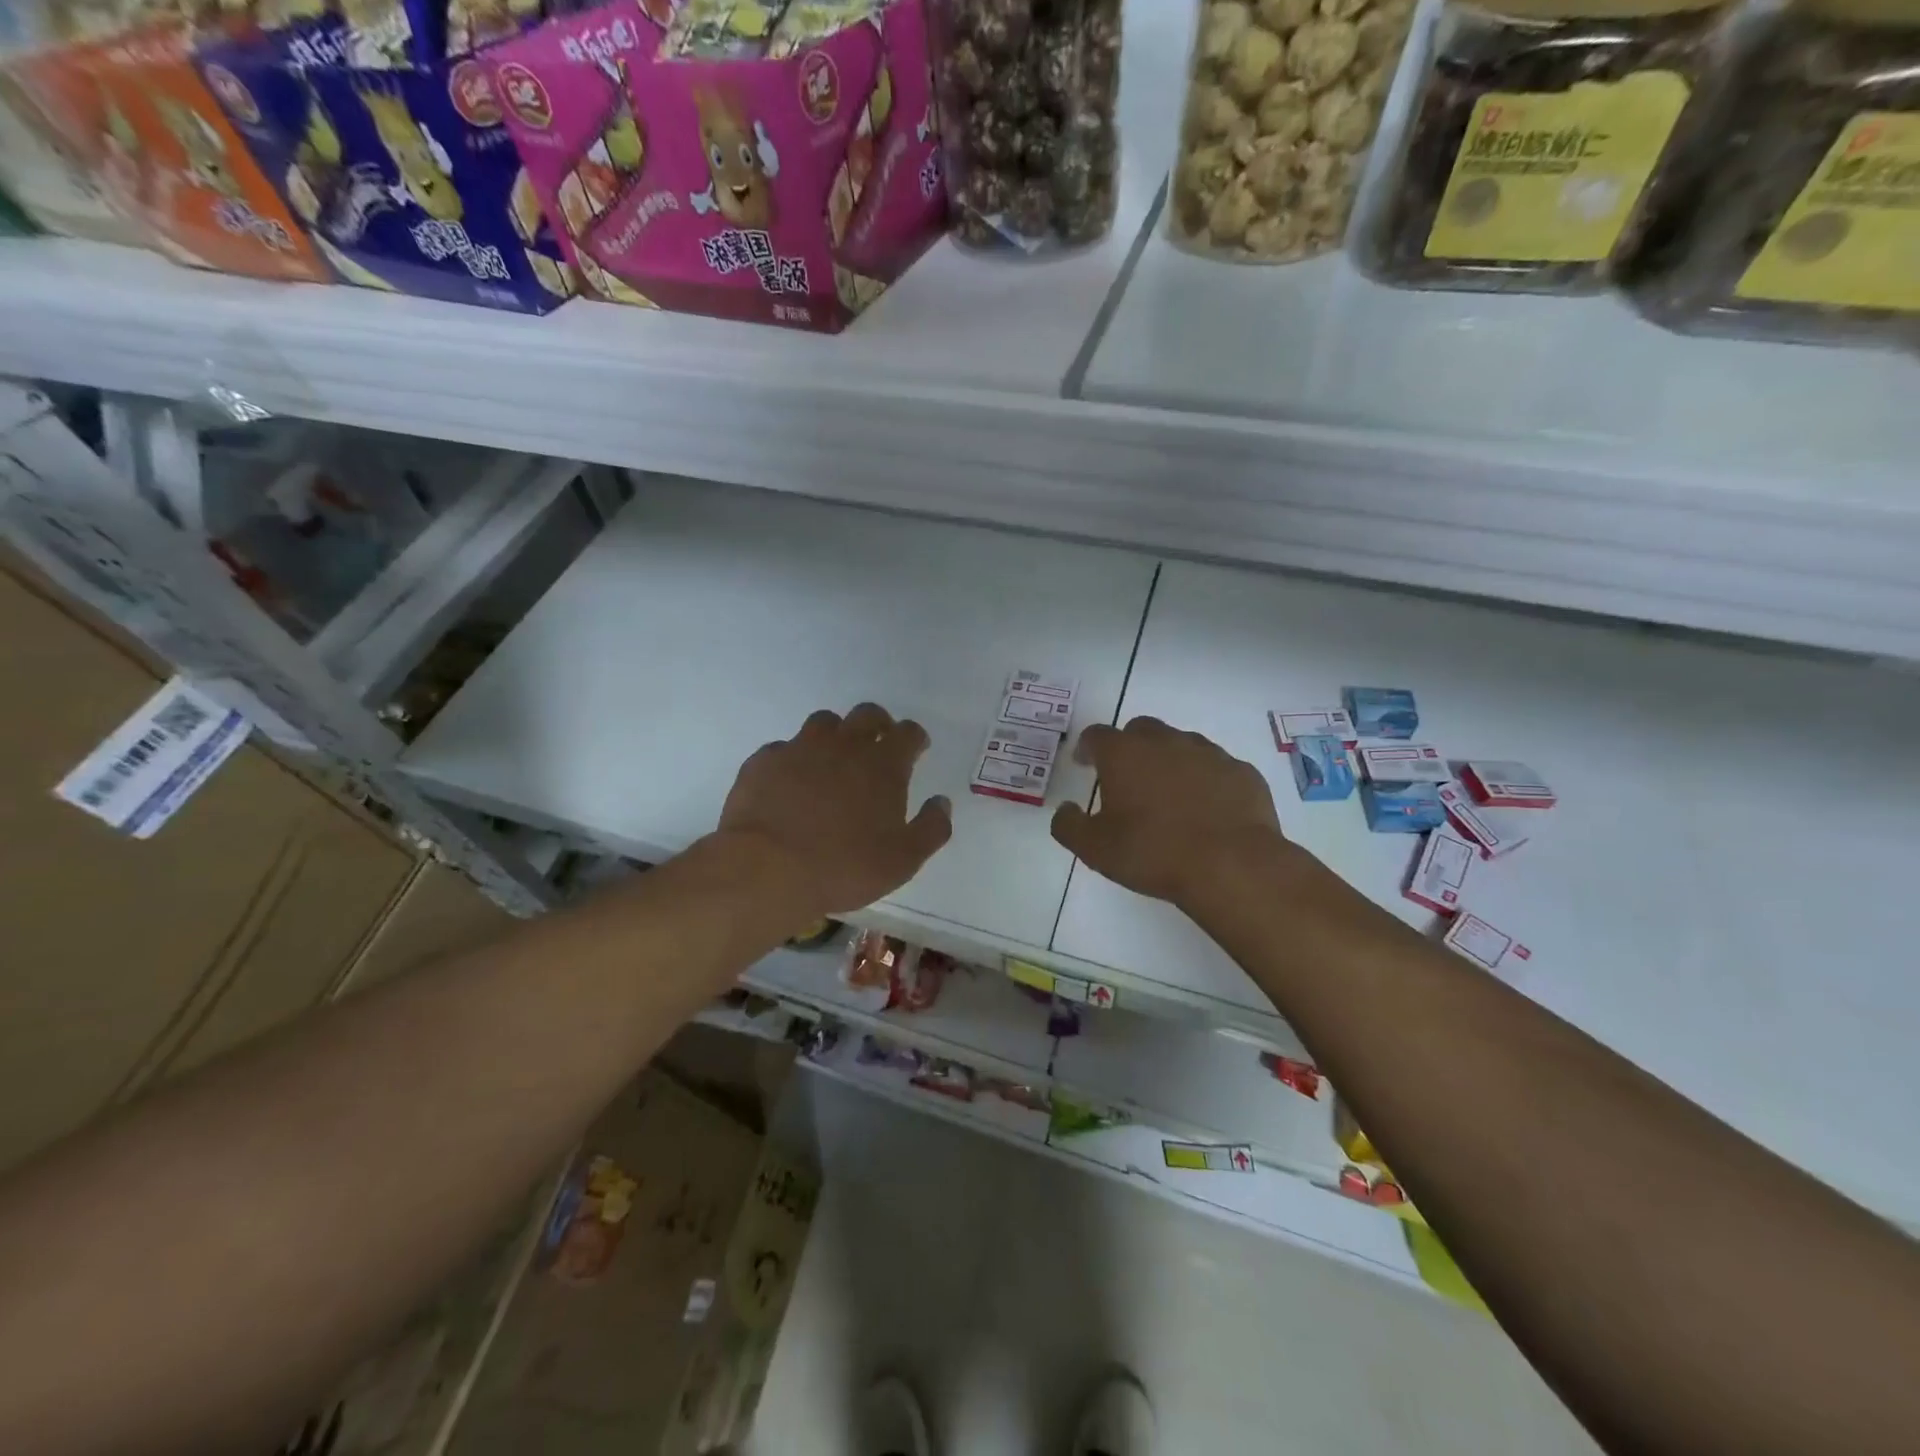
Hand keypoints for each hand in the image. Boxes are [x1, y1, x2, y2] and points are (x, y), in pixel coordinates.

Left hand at [718, 703, 952, 916]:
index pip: (908, 733)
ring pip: (824, 722)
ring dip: (836, 735)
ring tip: (833, 760)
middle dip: (879, 724)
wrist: (767, 870)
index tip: (916, 749)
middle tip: (878, 745)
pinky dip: (794, 759)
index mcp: (883, 765)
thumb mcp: (903, 860)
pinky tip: (791, 783)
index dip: (915, 738)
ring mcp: (800, 748)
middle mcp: (844, 745)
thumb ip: (931, 828)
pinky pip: (784, 748)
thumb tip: (941, 803)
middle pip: (867, 714)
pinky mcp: (764, 761)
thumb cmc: (844, 867)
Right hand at [1051, 717, 1291, 910]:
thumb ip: (1069, 825)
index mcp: (1124, 754)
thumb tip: (1065, 810)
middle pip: (1140, 729)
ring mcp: (1208, 753)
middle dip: (1129, 747)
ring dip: (1169, 760)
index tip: (1085, 764)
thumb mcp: (1095, 849)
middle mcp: (1165, 742)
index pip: (1097, 735)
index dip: (1087, 748)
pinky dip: (1205, 779)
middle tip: (1126, 777)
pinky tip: (1206, 808)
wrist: (1232, 865)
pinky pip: (1215, 767)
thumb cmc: (1153, 852)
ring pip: (1181, 744)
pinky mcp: (1241, 771)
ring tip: (1168, 794)